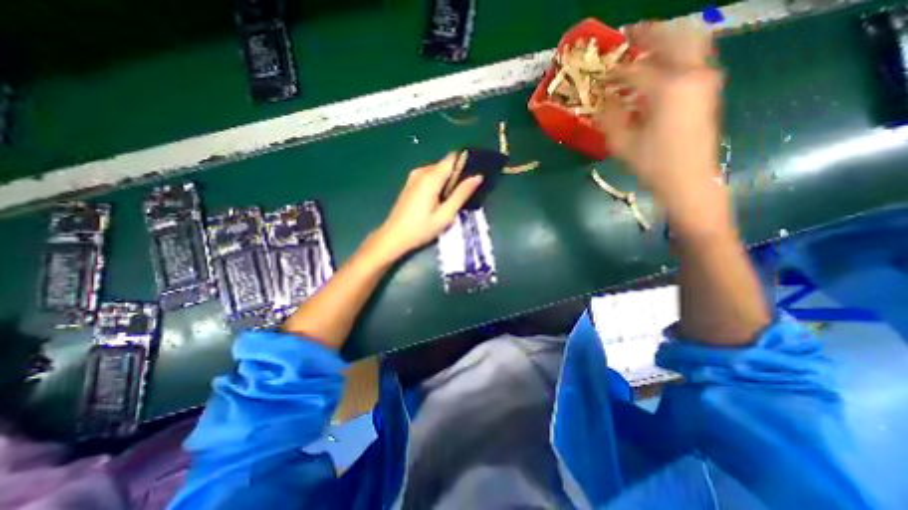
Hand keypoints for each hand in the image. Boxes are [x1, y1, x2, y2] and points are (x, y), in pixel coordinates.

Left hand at [367, 151, 484, 262]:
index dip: (466, 164)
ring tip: (450, 202)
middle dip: (457, 176)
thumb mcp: (445, 215)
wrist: (393, 237)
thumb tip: (478, 177)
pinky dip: (438, 184)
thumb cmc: (421, 229)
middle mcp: (422, 171)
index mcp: (431, 177)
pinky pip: (430, 176)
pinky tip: (438, 201)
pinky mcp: (411, 183)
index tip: (473, 178)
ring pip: (438, 171)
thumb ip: (461, 194)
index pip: (453, 158)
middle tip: (462, 197)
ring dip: (447, 182)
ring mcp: (414, 176)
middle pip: (446, 164)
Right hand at [601, 20, 732, 238]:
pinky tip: (663, 63)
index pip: (635, 70)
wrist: (689, 179)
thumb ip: (611, 116)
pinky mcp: (708, 89)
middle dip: (648, 34)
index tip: (601, 76)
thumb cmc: (653, 164)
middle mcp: (691, 74)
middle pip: (672, 38)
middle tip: (628, 35)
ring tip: (646, 44)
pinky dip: (678, 52)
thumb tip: (604, 100)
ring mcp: (705, 79)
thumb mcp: (622, 143)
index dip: (615, 73)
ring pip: (690, 41)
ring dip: (667, 38)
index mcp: (668, 88)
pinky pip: (695, 56)